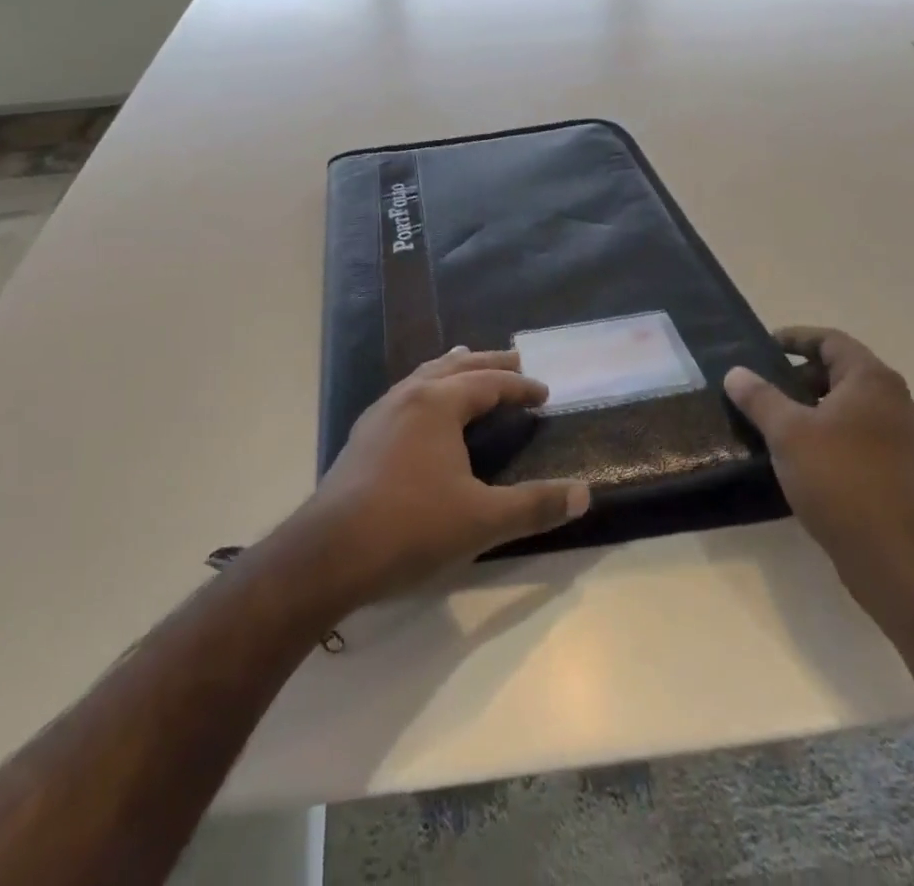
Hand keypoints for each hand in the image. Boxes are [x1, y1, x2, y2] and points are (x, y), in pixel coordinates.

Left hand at [288, 349, 589, 608]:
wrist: (329, 553)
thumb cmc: (411, 528)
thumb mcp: (482, 520)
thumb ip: (534, 506)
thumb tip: (584, 494)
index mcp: (438, 404)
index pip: (488, 383)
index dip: (519, 386)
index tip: (543, 393)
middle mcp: (408, 396)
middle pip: (455, 366)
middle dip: (487, 363)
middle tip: (514, 359)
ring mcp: (380, 413)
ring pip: (424, 376)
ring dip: (452, 368)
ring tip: (467, 361)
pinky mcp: (363, 436)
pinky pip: (405, 394)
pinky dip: (427, 387)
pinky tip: (423, 407)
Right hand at [725, 328, 913, 623]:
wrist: (898, 560)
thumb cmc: (841, 480)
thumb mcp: (788, 432)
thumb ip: (759, 397)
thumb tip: (736, 372)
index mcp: (870, 380)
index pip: (829, 340)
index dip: (794, 338)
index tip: (760, 348)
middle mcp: (890, 401)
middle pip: (836, 372)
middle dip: (794, 376)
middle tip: (757, 389)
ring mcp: (896, 438)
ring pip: (842, 407)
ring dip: (805, 409)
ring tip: (767, 423)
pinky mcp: (893, 471)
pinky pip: (850, 437)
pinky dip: (821, 436)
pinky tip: (793, 458)